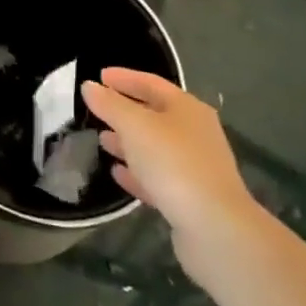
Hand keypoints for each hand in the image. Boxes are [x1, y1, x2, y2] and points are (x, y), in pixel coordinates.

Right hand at [81, 68, 266, 283]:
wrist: (215, 229)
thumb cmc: (173, 163)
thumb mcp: (135, 126)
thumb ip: (110, 105)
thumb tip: (90, 86)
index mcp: (187, 109)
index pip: (151, 83)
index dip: (124, 78)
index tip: (99, 76)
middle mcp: (194, 133)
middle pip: (154, 114)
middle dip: (124, 111)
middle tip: (97, 109)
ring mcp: (194, 167)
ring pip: (155, 147)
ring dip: (128, 142)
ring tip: (102, 140)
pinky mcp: (190, 198)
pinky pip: (157, 177)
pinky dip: (137, 172)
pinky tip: (117, 173)